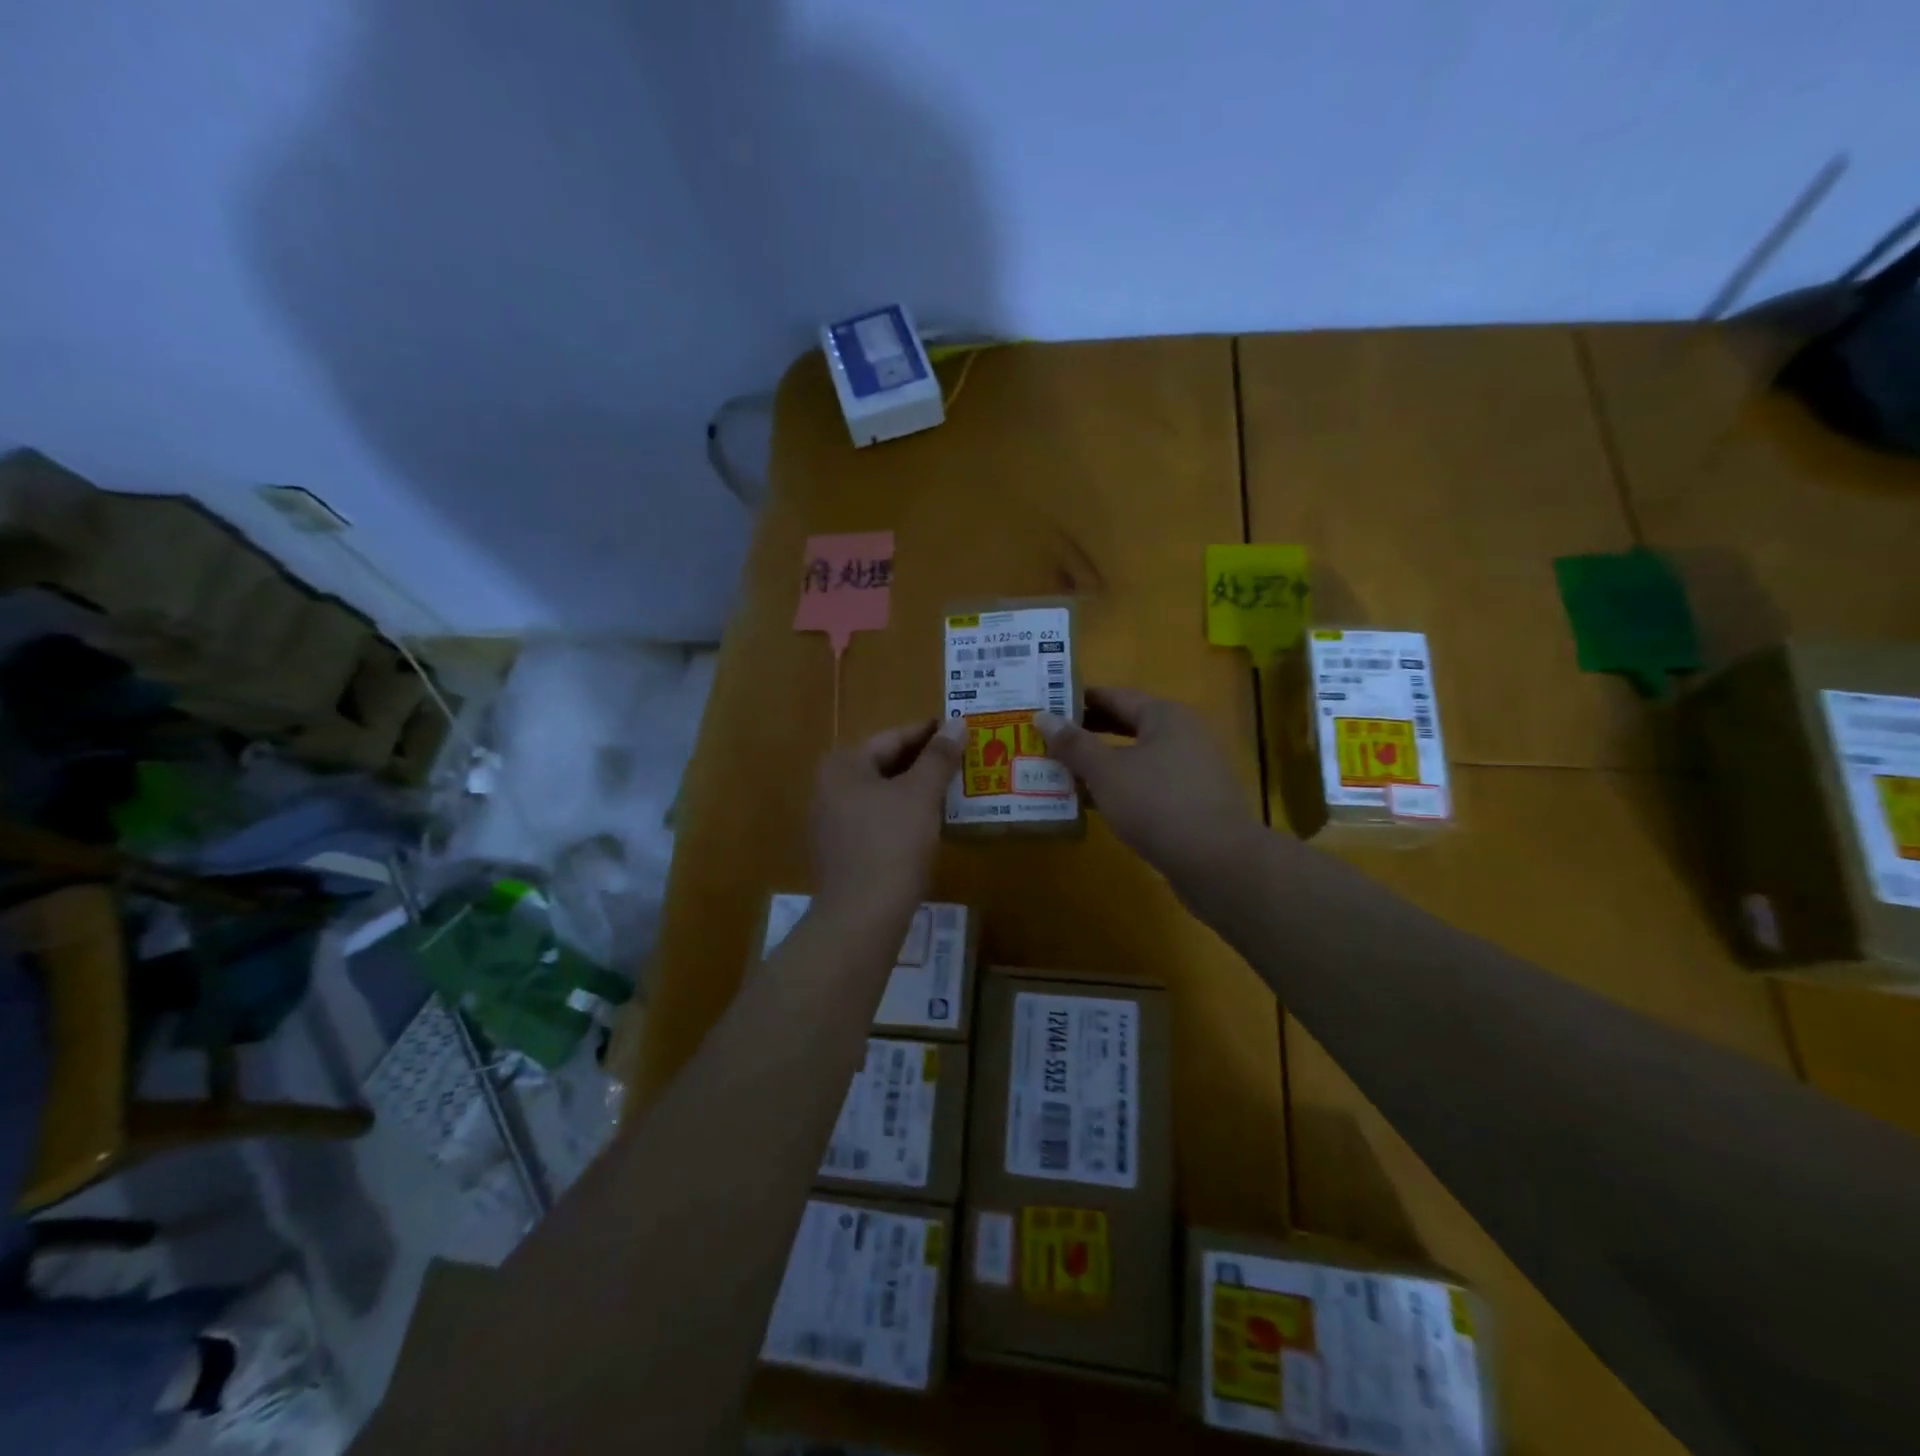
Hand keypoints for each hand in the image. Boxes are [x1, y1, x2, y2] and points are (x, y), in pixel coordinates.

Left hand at [811, 718, 965, 926]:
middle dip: (923, 762)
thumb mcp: (921, 794)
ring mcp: (832, 822)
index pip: (893, 738)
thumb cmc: (892, 844)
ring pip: (882, 794)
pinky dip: (903, 814)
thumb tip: (957, 723)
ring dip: (915, 789)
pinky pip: (877, 820)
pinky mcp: (841, 851)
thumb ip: (939, 756)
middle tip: (961, 759)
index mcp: (843, 765)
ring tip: (952, 788)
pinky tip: (929, 822)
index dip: (929, 733)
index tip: (959, 730)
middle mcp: (829, 787)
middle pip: (884, 764)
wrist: (862, 916)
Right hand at [1036, 688, 1259, 883]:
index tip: (1045, 706)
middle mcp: (1182, 735)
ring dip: (1100, 765)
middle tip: (1046, 739)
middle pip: (1126, 726)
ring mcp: (1191, 770)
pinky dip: (1120, 788)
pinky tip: (1093, 804)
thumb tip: (1042, 716)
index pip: (1114, 696)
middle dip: (1087, 734)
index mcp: (1164, 716)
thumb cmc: (1157, 803)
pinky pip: (1147, 785)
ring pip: (1135, 758)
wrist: (1217, 862)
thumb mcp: (1106, 772)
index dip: (1078, 700)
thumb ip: (1073, 744)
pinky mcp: (1192, 802)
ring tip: (1060, 772)